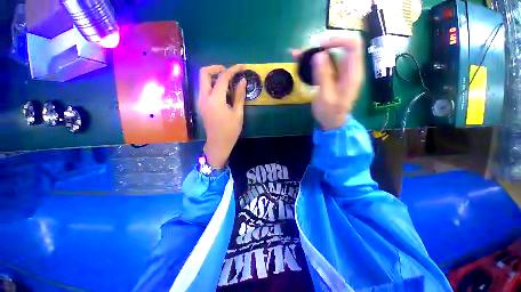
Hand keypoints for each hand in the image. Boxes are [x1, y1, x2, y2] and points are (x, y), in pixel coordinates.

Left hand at [198, 64, 246, 167]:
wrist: (218, 143)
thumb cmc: (230, 130)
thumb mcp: (238, 113)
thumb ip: (239, 95)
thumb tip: (242, 81)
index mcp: (215, 99)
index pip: (222, 78)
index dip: (232, 70)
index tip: (242, 67)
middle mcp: (204, 97)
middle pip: (204, 73)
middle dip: (216, 68)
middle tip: (229, 73)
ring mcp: (200, 101)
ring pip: (203, 80)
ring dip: (214, 76)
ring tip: (228, 83)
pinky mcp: (201, 104)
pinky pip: (205, 88)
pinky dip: (213, 85)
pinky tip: (223, 92)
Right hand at [294, 36, 364, 129]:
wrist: (331, 121)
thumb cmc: (330, 112)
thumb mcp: (326, 97)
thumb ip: (324, 76)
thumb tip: (319, 55)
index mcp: (353, 73)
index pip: (353, 44)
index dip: (337, 39)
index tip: (319, 46)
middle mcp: (348, 68)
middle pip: (339, 46)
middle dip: (321, 46)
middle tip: (302, 53)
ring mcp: (339, 71)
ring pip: (329, 54)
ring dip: (313, 52)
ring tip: (297, 55)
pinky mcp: (332, 75)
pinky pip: (323, 63)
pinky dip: (312, 60)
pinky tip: (300, 60)